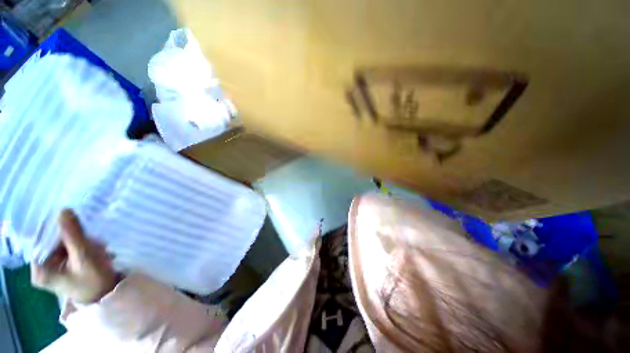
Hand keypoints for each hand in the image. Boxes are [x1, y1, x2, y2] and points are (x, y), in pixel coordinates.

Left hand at [31, 209, 118, 303]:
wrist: (106, 294)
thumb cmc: (94, 280)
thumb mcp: (84, 255)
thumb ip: (73, 234)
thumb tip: (64, 210)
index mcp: (39, 270)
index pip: (41, 240)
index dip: (56, 230)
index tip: (74, 226)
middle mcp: (40, 268)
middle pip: (51, 243)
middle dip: (72, 239)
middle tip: (91, 241)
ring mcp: (50, 269)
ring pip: (60, 245)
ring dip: (79, 242)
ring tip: (96, 247)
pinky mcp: (60, 268)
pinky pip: (65, 250)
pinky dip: (79, 247)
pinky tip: (92, 250)